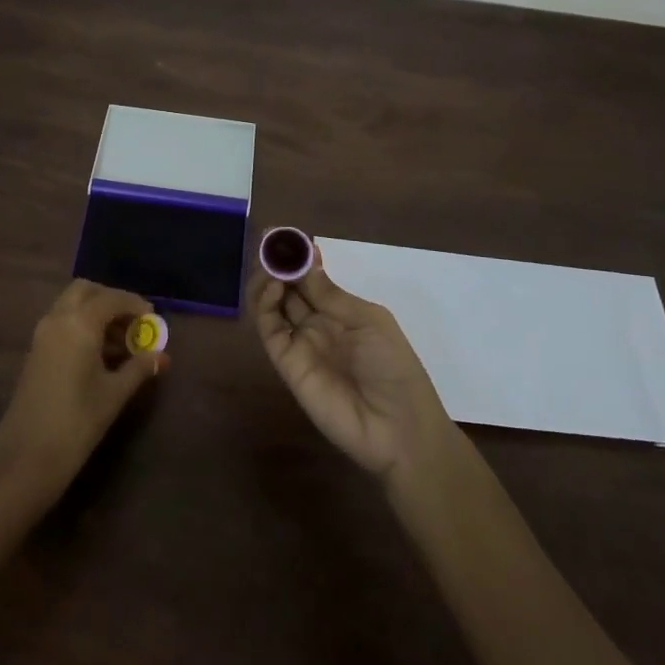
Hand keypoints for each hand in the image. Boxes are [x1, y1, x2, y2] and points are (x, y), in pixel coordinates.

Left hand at [0, 280, 166, 497]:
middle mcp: (57, 320)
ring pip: (71, 306)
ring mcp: (41, 335)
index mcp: (78, 324)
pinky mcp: (35, 352)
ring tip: (123, 344)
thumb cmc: (77, 423)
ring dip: (96, 314)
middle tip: (134, 323)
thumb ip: (140, 368)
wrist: (27, 459)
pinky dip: (82, 327)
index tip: (154, 319)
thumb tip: (162, 355)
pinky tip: (100, 356)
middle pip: (86, 291)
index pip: (111, 299)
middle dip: (111, 301)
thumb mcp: (114, 394)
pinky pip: (61, 324)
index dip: (135, 305)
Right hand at [246, 244, 453, 481]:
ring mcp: (300, 344)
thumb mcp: (369, 320)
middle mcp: (317, 325)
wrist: (398, 428)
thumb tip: (306, 261)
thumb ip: (331, 294)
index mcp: (341, 313)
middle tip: (270, 243)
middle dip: (279, 265)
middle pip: (289, 289)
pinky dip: (266, 305)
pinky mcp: (286, 364)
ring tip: (270, 264)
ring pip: (272, 307)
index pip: (312, 280)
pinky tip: (275, 288)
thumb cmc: (395, 368)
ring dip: (267, 281)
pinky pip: (270, 330)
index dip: (299, 259)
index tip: (286, 236)